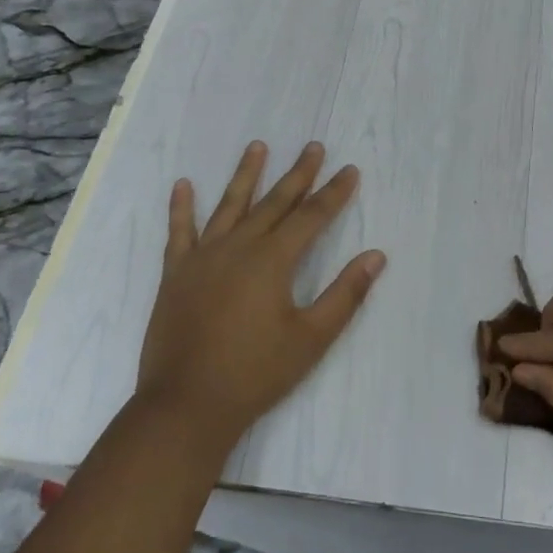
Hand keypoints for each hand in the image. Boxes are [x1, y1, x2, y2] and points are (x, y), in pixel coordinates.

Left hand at [136, 141, 385, 451]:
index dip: (334, 193)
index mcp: (272, 261)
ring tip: (258, 146)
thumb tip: (376, 256)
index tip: (350, 170)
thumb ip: (345, 294)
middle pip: (275, 202)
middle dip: (298, 174)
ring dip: (246, 175)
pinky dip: (181, 207)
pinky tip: (183, 184)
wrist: (186, 405)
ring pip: (229, 206)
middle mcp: (238, 247)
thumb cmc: (256, 373)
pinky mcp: (176, 274)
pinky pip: (179, 232)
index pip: (311, 217)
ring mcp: (203, 258)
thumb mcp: (312, 338)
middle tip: (313, 146)